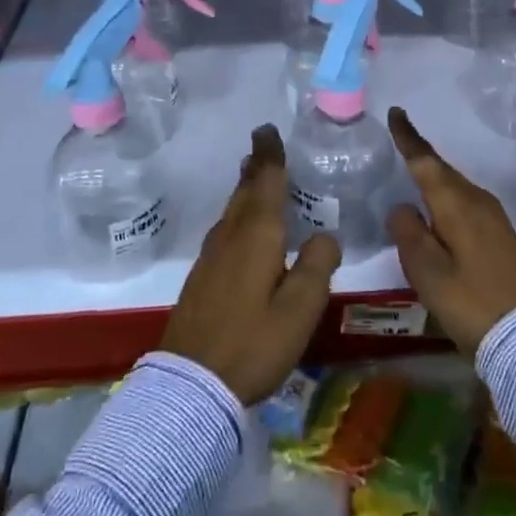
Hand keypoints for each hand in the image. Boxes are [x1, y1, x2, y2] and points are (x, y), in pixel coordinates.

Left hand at [160, 124, 341, 403]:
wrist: (190, 384)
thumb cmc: (252, 344)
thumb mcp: (299, 310)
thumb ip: (317, 266)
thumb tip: (324, 235)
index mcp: (257, 236)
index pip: (266, 183)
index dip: (270, 156)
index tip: (268, 130)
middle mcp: (231, 236)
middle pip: (245, 192)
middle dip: (255, 167)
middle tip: (262, 145)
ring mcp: (211, 256)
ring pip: (232, 210)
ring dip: (245, 188)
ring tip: (253, 176)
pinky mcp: (201, 277)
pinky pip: (224, 229)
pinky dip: (237, 214)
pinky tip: (241, 227)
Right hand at [385, 106, 515, 354]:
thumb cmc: (471, 302)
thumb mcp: (428, 271)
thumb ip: (409, 233)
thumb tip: (402, 207)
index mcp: (457, 204)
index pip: (426, 162)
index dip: (409, 138)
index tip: (397, 113)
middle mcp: (477, 202)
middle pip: (443, 171)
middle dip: (421, 155)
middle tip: (400, 139)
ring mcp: (494, 218)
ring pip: (456, 187)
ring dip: (435, 177)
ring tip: (414, 172)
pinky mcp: (501, 236)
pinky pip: (466, 202)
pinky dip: (448, 197)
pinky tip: (440, 209)